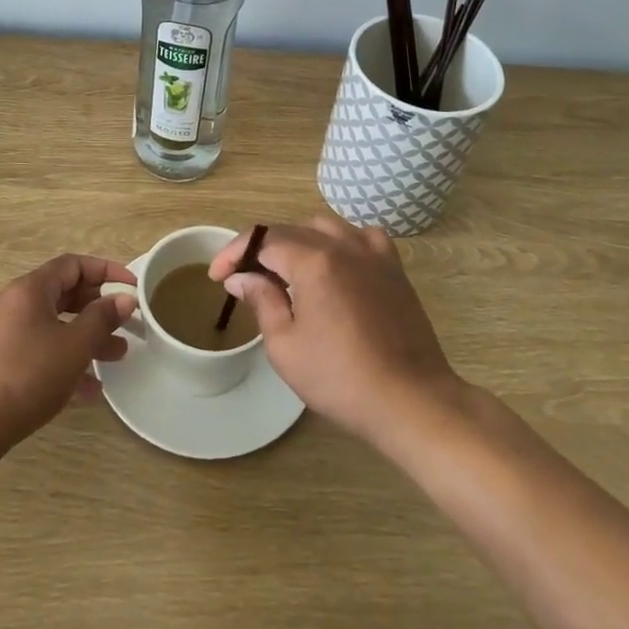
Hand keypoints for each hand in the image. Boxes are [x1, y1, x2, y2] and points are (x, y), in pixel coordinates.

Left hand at [0, 253, 137, 459]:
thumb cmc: (29, 376)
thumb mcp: (75, 346)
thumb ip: (103, 318)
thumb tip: (124, 299)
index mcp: (29, 289)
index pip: (73, 265)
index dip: (106, 271)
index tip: (132, 286)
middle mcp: (13, 303)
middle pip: (64, 294)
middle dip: (98, 309)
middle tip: (126, 324)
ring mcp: (3, 332)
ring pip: (54, 324)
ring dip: (86, 337)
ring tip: (117, 356)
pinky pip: (40, 348)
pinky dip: (65, 358)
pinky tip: (90, 388)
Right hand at [210, 218, 460, 446]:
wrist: (411, 400)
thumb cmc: (340, 379)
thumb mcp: (285, 346)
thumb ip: (262, 301)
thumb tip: (241, 278)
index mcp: (313, 261)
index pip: (262, 240)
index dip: (233, 253)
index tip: (217, 277)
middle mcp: (343, 245)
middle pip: (291, 230)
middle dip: (262, 249)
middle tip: (247, 279)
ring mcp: (373, 253)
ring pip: (325, 227)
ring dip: (298, 242)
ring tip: (286, 272)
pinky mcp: (394, 268)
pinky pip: (361, 237)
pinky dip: (340, 243)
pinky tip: (335, 265)